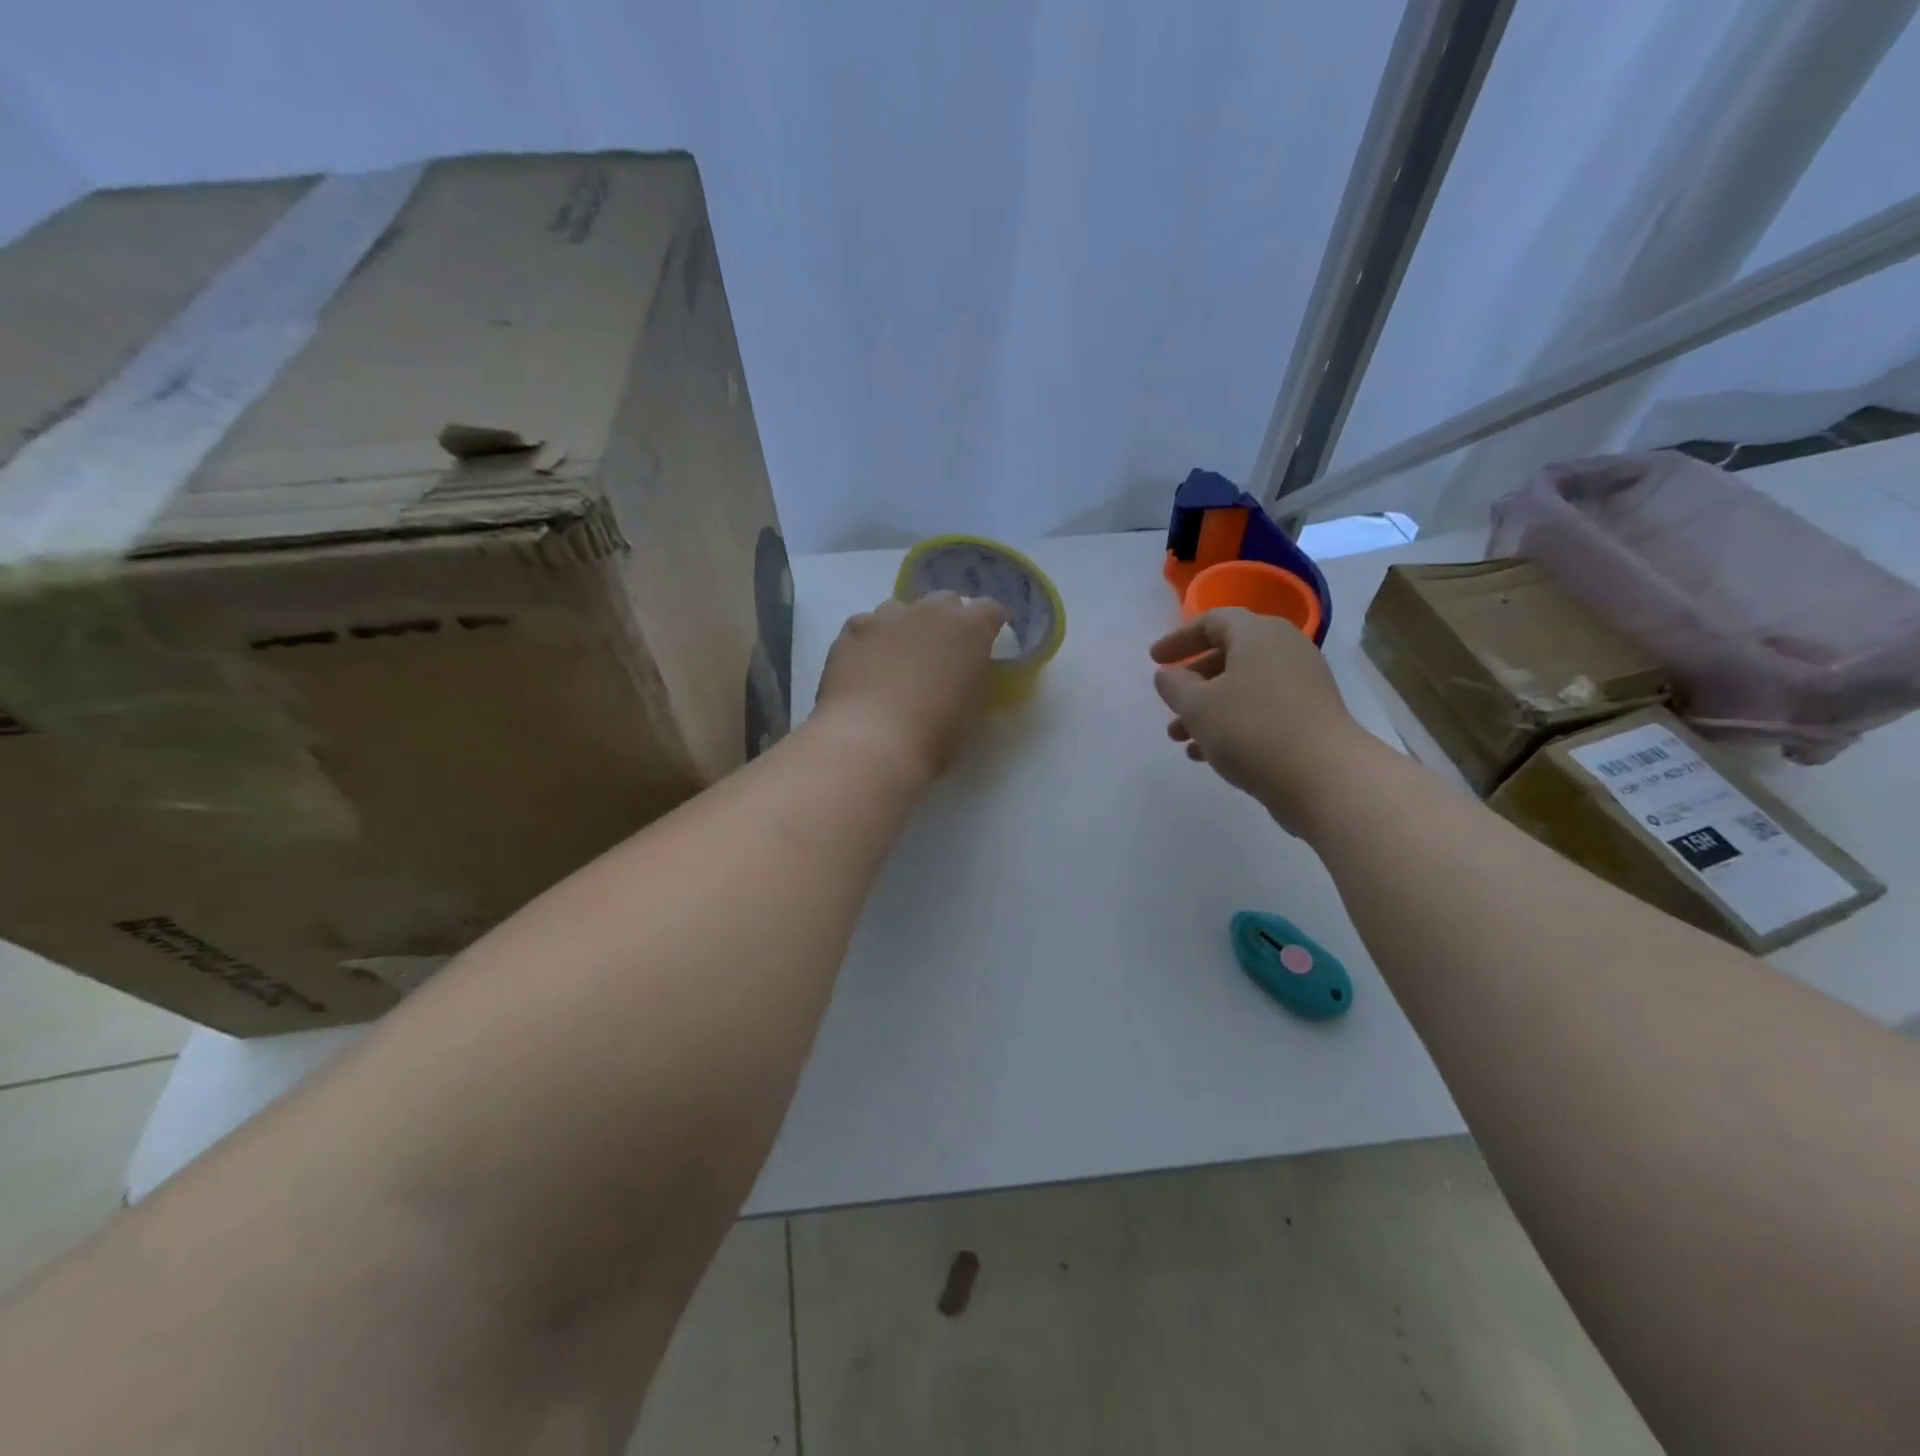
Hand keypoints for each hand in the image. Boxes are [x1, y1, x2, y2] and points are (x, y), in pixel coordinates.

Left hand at [812, 592, 1007, 780]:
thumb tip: (961, 670)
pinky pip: (864, 626)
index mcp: (969, 630)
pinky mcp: (851, 631)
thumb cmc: (934, 734)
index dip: (987, 625)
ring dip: (904, 627)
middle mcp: (930, 611)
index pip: (990, 610)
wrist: (871, 740)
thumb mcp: (972, 707)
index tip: (983, 645)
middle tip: (940, 654)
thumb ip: (971, 677)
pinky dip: (868, 641)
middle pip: (945, 601)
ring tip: (895, 661)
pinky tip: (863, 667)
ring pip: (900, 609)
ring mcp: (886, 617)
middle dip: (946, 621)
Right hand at [1149, 608, 1377, 834]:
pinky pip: (1261, 712)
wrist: (1324, 777)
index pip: (1213, 621)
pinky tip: (1207, 755)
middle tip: (1169, 703)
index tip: (1154, 659)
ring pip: (1243, 689)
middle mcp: (1285, 651)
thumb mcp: (1197, 705)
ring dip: (1208, 710)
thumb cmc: (1251, 729)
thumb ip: (1174, 685)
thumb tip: (1168, 674)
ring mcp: (1302, 685)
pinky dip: (1232, 725)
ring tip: (1180, 739)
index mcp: (1259, 634)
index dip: (1179, 638)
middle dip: (1193, 682)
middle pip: (1229, 656)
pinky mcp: (1310, 718)